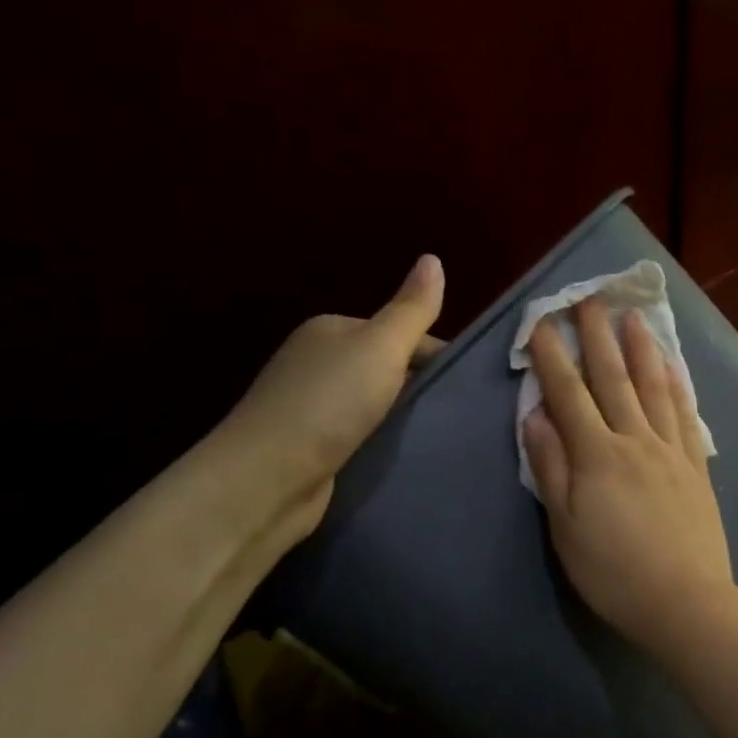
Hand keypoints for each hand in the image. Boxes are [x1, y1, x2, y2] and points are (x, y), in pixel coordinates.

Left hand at [217, 253, 444, 528]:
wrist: (267, 479)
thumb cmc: (328, 404)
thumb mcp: (380, 347)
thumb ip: (412, 309)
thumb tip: (433, 258)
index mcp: (333, 330)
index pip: (401, 333)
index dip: (438, 355)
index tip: (471, 385)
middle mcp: (320, 362)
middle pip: (391, 369)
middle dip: (424, 389)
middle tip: (463, 413)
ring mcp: (314, 406)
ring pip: (379, 405)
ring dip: (406, 419)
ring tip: (445, 436)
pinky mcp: (315, 446)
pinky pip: (365, 435)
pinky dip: (386, 442)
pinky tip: (409, 455)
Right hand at [522, 297, 737, 653]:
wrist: (684, 601)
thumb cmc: (613, 571)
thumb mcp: (565, 527)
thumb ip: (550, 467)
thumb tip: (535, 417)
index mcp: (597, 455)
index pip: (569, 394)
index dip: (552, 356)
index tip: (541, 322)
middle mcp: (635, 440)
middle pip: (613, 378)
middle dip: (596, 336)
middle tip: (589, 298)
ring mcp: (671, 450)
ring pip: (654, 387)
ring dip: (641, 349)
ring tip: (633, 317)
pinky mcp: (696, 466)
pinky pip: (686, 415)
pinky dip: (679, 386)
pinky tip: (675, 367)